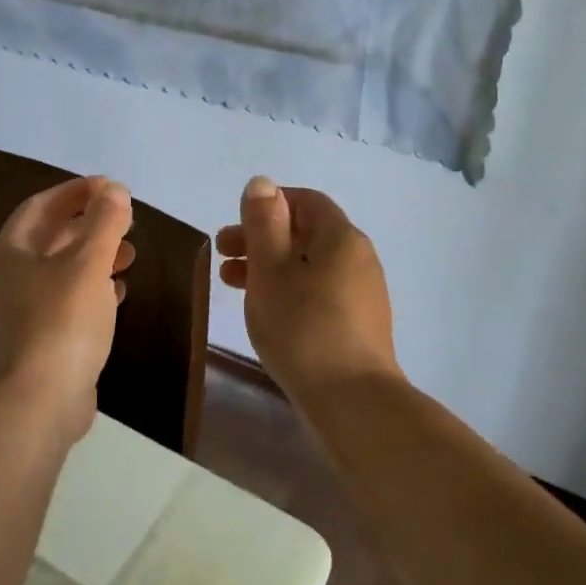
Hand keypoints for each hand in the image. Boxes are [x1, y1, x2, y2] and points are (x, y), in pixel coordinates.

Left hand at [0, 175, 135, 439]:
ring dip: (94, 255)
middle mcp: (8, 277)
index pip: (40, 206)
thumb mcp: (88, 264)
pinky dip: (92, 287)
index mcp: (9, 252)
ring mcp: (21, 310)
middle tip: (126, 219)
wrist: (40, 401)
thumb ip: (104, 222)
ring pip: (61, 269)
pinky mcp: (40, 337)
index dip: (76, 192)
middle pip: (50, 237)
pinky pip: (67, 299)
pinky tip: (118, 289)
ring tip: (130, 252)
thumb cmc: (62, 321)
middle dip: (89, 223)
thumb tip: (115, 191)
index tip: (112, 187)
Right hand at [216, 176, 399, 400]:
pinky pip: (320, 291)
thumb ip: (264, 223)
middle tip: (221, 255)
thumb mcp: (272, 269)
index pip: (306, 202)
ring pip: (310, 265)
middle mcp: (359, 258)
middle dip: (262, 238)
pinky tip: (267, 312)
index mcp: (341, 238)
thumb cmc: (303, 327)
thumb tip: (262, 183)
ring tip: (232, 284)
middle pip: (307, 234)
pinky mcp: (359, 325)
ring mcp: (363, 294)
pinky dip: (289, 289)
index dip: (269, 205)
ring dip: (270, 266)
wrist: (352, 401)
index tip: (235, 224)